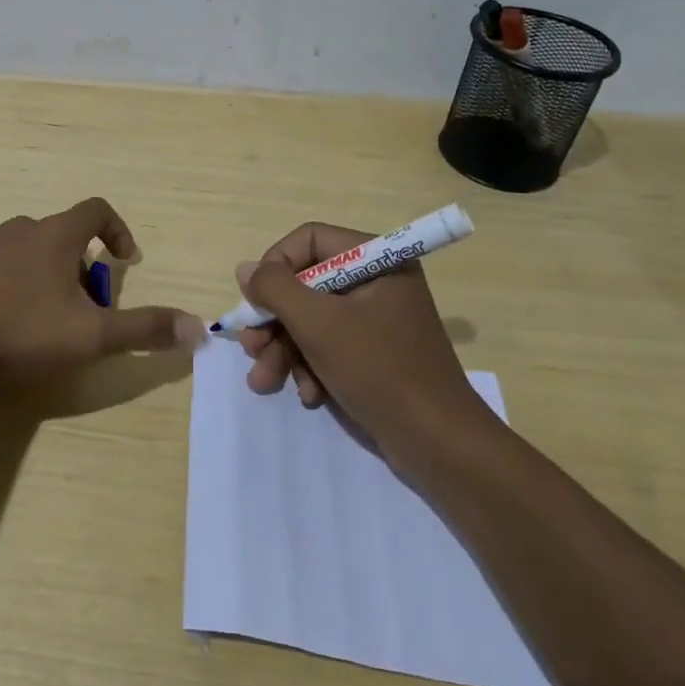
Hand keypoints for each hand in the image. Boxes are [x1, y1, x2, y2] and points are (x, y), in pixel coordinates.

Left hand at [0, 197, 205, 379]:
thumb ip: (144, 330)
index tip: (124, 261)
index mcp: (56, 235)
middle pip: (63, 234)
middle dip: (82, 266)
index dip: (118, 229)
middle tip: (84, 308)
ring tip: (45, 319)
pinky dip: (11, 284)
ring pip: (28, 250)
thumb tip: (199, 329)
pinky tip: (4, 322)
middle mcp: (21, 229)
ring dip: (46, 275)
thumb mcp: (92, 335)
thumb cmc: (21, 329)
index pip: (97, 209)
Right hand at [236, 222, 495, 457]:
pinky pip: (329, 345)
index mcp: (376, 259)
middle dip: (275, 321)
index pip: (309, 240)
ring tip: (265, 382)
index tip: (256, 301)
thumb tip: (246, 269)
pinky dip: (311, 367)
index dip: (276, 266)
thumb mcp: (319, 325)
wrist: (439, 444)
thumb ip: (276, 290)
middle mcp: (376, 281)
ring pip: (312, 319)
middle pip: (306, 283)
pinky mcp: (374, 353)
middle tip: (252, 349)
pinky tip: (309, 395)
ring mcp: (376, 319)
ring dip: (285, 350)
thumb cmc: (379, 371)